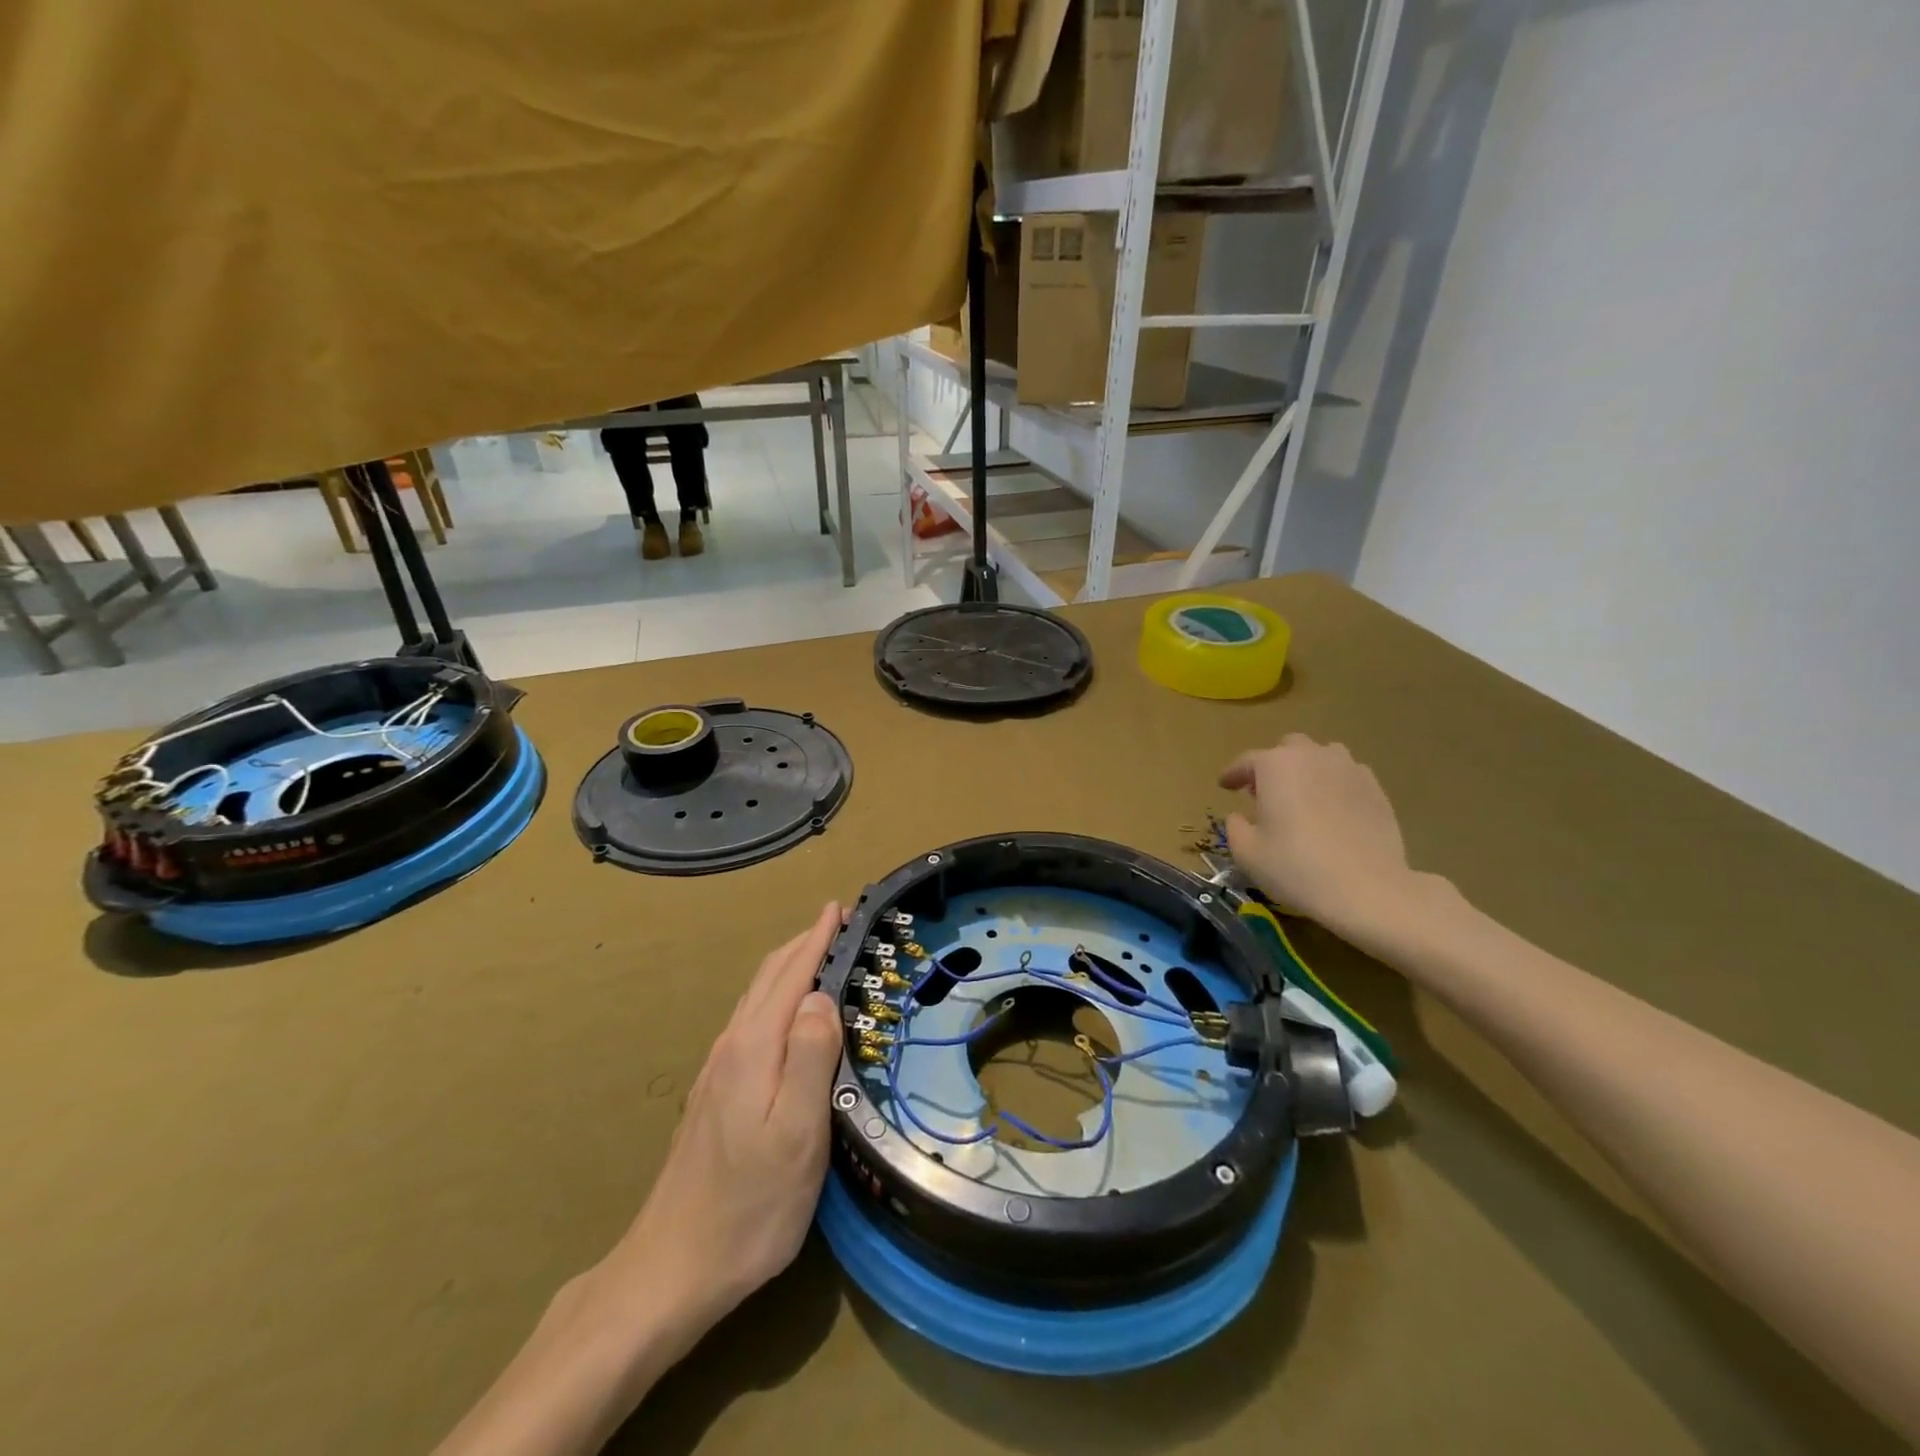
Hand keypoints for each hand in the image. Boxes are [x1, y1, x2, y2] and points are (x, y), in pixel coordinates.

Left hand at [433, 905, 847, 1455]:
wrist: (672, 1268)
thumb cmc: (749, 1206)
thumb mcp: (796, 1135)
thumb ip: (809, 1059)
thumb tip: (821, 996)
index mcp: (753, 1047)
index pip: (792, 975)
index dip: (817, 939)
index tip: (840, 907)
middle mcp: (732, 1045)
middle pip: (770, 977)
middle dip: (804, 942)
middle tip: (839, 921)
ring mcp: (719, 1068)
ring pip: (758, 996)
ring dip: (790, 965)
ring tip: (819, 952)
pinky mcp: (716, 1091)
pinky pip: (752, 1018)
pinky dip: (778, 994)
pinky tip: (789, 1011)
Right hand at [1219, 735, 1415, 939]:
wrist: (1367, 889)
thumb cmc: (1296, 867)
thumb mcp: (1247, 852)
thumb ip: (1235, 826)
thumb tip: (1240, 815)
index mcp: (1275, 765)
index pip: (1246, 761)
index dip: (1232, 774)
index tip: (1224, 786)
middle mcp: (1312, 756)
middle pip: (1287, 748)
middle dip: (1273, 765)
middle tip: (1265, 793)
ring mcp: (1349, 769)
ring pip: (1322, 756)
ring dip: (1307, 770)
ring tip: (1302, 797)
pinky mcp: (1376, 788)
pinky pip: (1347, 775)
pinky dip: (1334, 785)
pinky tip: (1332, 810)